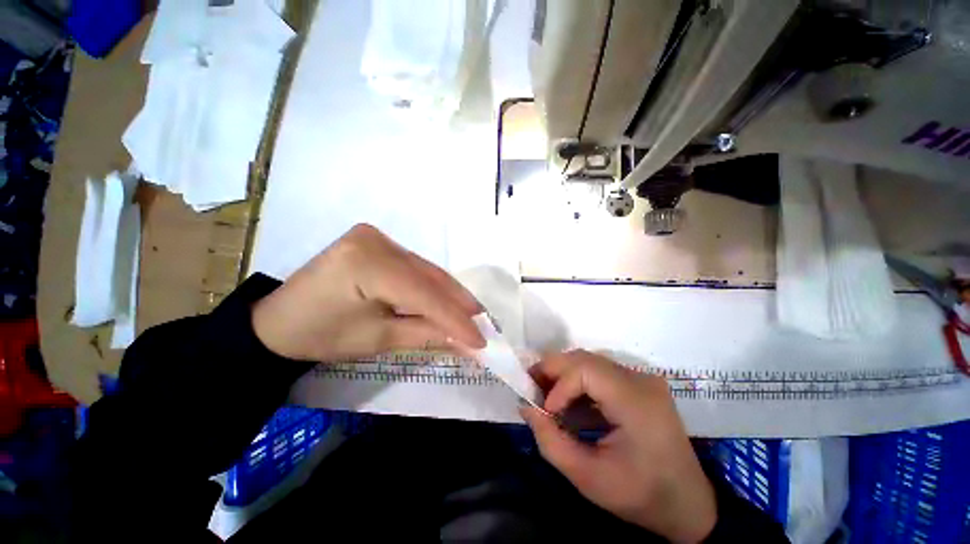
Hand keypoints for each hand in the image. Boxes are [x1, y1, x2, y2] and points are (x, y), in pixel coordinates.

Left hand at [251, 224, 484, 361]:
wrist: (278, 321)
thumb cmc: (322, 336)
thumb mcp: (378, 340)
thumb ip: (426, 334)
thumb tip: (465, 339)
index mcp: (367, 264)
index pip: (424, 294)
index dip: (456, 319)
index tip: (481, 340)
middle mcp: (376, 241)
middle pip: (429, 277)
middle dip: (458, 303)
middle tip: (483, 323)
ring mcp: (376, 237)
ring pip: (425, 270)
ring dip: (449, 294)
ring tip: (471, 314)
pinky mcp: (376, 241)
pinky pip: (414, 267)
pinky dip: (432, 286)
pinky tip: (446, 299)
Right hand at [521, 350, 716, 542]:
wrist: (689, 505)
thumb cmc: (642, 497)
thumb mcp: (589, 478)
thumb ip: (551, 440)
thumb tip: (525, 406)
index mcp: (636, 401)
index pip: (585, 370)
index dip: (558, 385)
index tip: (546, 412)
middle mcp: (640, 379)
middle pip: (584, 359)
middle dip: (553, 370)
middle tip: (531, 387)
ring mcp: (641, 379)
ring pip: (589, 361)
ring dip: (562, 374)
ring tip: (544, 393)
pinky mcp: (638, 384)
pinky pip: (598, 372)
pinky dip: (576, 382)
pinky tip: (567, 401)